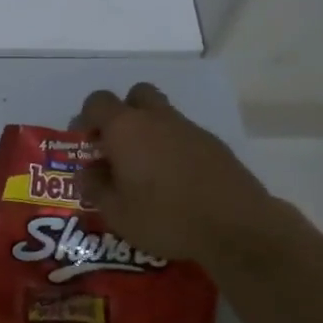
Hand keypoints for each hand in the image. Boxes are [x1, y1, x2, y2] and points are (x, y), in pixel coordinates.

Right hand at [72, 83, 297, 264]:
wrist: (236, 227)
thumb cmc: (164, 217)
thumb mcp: (116, 212)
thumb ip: (95, 187)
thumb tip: (88, 172)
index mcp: (126, 128)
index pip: (98, 101)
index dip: (86, 118)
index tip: (86, 144)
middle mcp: (157, 118)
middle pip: (136, 95)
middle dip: (123, 113)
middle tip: (118, 146)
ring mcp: (189, 129)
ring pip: (162, 115)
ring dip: (149, 132)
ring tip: (146, 170)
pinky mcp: (214, 145)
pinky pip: (184, 135)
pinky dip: (174, 148)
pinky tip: (176, 181)